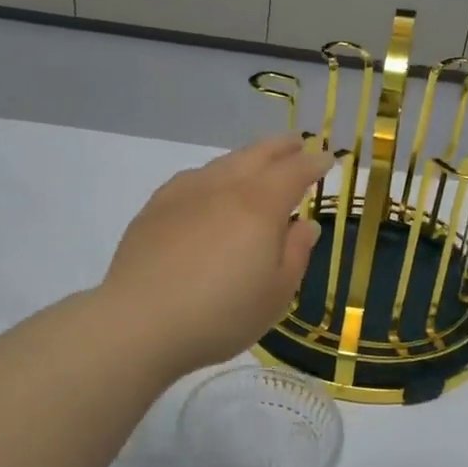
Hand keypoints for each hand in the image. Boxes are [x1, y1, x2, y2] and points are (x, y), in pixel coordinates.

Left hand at [102, 137, 330, 376]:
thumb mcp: (276, 295)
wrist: (140, 323)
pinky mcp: (155, 207)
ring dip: (246, 158)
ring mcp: (185, 193)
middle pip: (257, 154)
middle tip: (297, 143)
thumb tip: (305, 225)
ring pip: (223, 163)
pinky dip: (213, 174)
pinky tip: (209, 187)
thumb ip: (295, 254)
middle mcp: (224, 187)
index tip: (326, 159)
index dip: (314, 163)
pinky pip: (193, 178)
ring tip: (256, 163)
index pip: (294, 171)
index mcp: (260, 205)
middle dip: (281, 147)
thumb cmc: (221, 315)